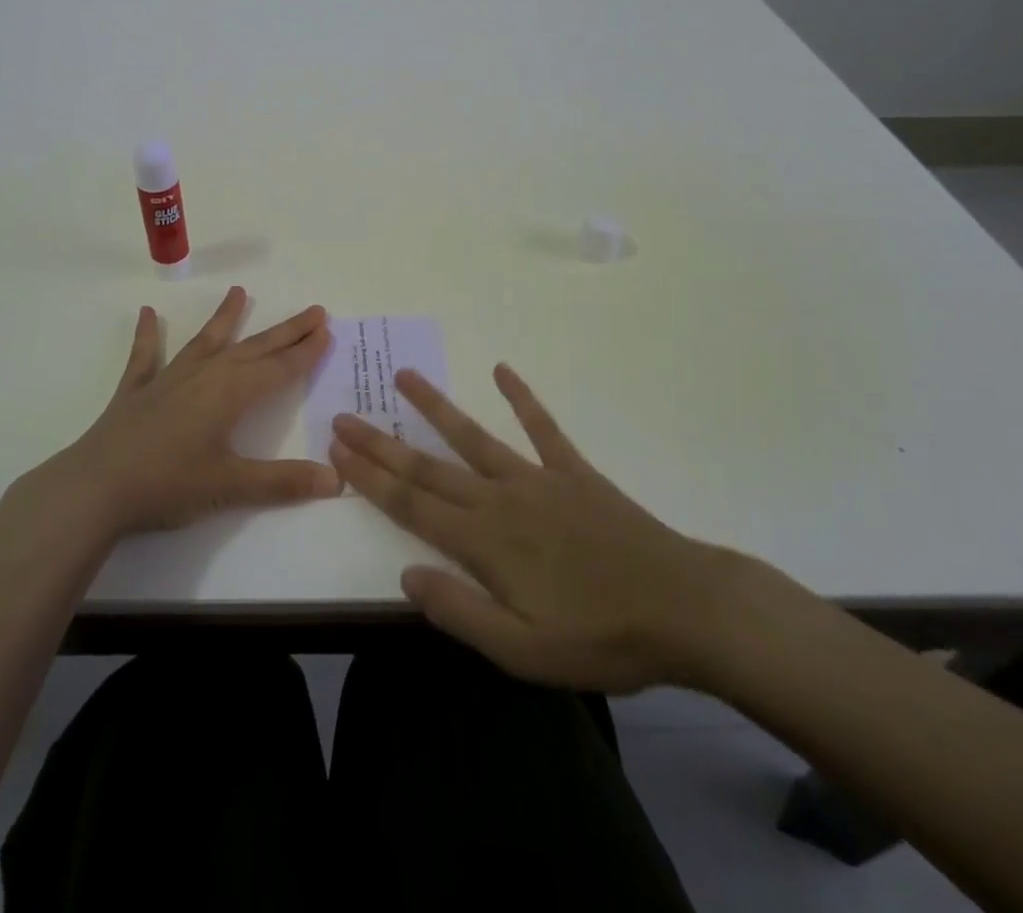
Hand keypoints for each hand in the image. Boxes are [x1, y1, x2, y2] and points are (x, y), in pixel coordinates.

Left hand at [54, 286, 339, 535]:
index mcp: (231, 394)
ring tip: (239, 291)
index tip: (326, 330)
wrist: (96, 488)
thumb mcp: (230, 486)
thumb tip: (336, 481)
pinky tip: (147, 313)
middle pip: (254, 348)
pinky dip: (148, 334)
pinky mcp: (137, 390)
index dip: (305, 352)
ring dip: (225, 317)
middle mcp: (205, 375)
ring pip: (207, 341)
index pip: (279, 368)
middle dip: (286, 331)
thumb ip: (283, 482)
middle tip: (313, 311)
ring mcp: (169, 378)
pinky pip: (146, 355)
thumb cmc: (168, 485)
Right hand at [329, 365, 745, 693]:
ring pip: (473, 437)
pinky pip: (542, 428)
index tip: (337, 448)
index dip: (371, 476)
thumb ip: (460, 611)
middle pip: (428, 467)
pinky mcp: (574, 473)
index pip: (411, 504)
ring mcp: (538, 479)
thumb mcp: (523, 651)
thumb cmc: (601, 638)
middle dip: (382, 442)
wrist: (684, 609)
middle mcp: (500, 500)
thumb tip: (406, 575)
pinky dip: (521, 398)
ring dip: (435, 407)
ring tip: (404, 375)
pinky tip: (502, 370)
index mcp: (483, 543)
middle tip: (345, 413)